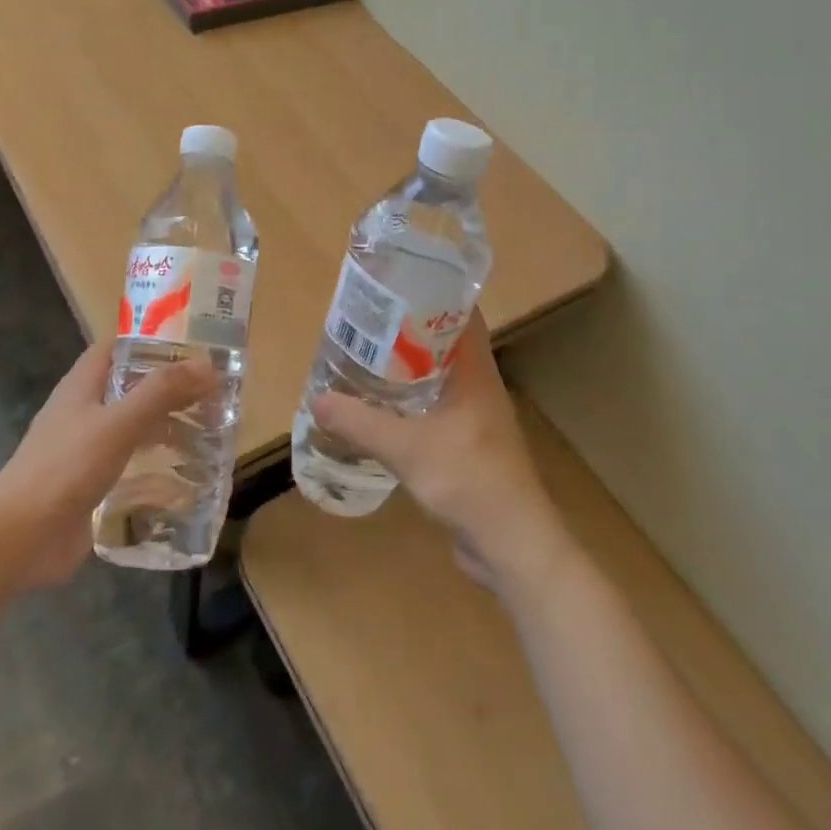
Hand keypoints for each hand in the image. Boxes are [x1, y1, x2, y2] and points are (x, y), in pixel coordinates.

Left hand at [0, 340, 216, 588]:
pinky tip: (190, 476)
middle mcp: (86, 411)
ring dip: (169, 427)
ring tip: (213, 431)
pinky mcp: (94, 485)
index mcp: (83, 385)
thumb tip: (208, 364)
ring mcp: (89, 450)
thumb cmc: (64, 469)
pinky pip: (133, 466)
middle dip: (172, 388)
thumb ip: (161, 392)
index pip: (119, 347)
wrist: (18, 540)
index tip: (195, 345)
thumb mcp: (118, 424)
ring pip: (136, 427)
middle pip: (134, 387)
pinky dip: (159, 466)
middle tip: (217, 392)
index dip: (153, 340)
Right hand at [310, 313, 574, 598]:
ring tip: (365, 359)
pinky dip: (410, 402)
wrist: (512, 545)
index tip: (395, 284)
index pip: (463, 314)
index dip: (433, 293)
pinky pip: (436, 409)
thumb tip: (318, 401)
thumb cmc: (469, 481)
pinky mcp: (468, 444)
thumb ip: (361, 424)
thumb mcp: (408, 449)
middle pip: (445, 343)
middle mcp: (479, 387)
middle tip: (366, 322)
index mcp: (476, 373)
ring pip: (439, 377)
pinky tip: (381, 409)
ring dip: (408, 368)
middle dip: (408, 330)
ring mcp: (475, 417)